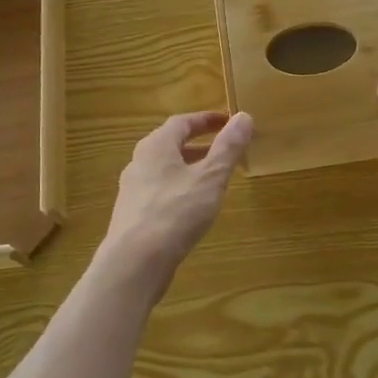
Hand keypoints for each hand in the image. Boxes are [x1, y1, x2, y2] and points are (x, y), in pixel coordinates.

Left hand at [102, 110, 252, 279]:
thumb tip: (244, 116)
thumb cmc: (176, 212)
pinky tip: (193, 208)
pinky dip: (180, 189)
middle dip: (199, 145)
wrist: (135, 262)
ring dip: (190, 168)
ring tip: (214, 179)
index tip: (229, 121)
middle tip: (225, 150)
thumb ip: (228, 147)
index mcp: (156, 146)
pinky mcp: (132, 215)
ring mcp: (133, 190)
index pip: (182, 122)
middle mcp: (139, 162)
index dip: (207, 120)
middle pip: (171, 145)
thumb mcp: (210, 177)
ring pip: (165, 170)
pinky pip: (160, 191)